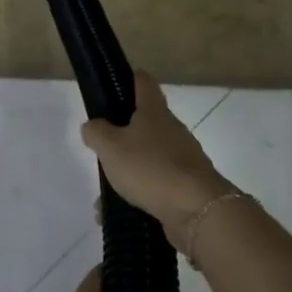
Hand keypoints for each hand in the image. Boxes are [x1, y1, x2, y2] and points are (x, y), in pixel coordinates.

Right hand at [80, 72, 234, 250]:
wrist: (197, 210)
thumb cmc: (150, 168)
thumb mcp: (110, 147)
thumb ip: (96, 132)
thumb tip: (93, 126)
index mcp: (154, 111)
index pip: (143, 81)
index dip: (128, 79)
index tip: (111, 88)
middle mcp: (171, 129)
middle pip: (145, 121)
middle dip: (122, 134)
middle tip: (102, 148)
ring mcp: (182, 157)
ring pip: (148, 156)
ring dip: (128, 169)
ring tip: (105, 191)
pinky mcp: (186, 184)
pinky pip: (156, 183)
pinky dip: (139, 193)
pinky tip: (120, 211)